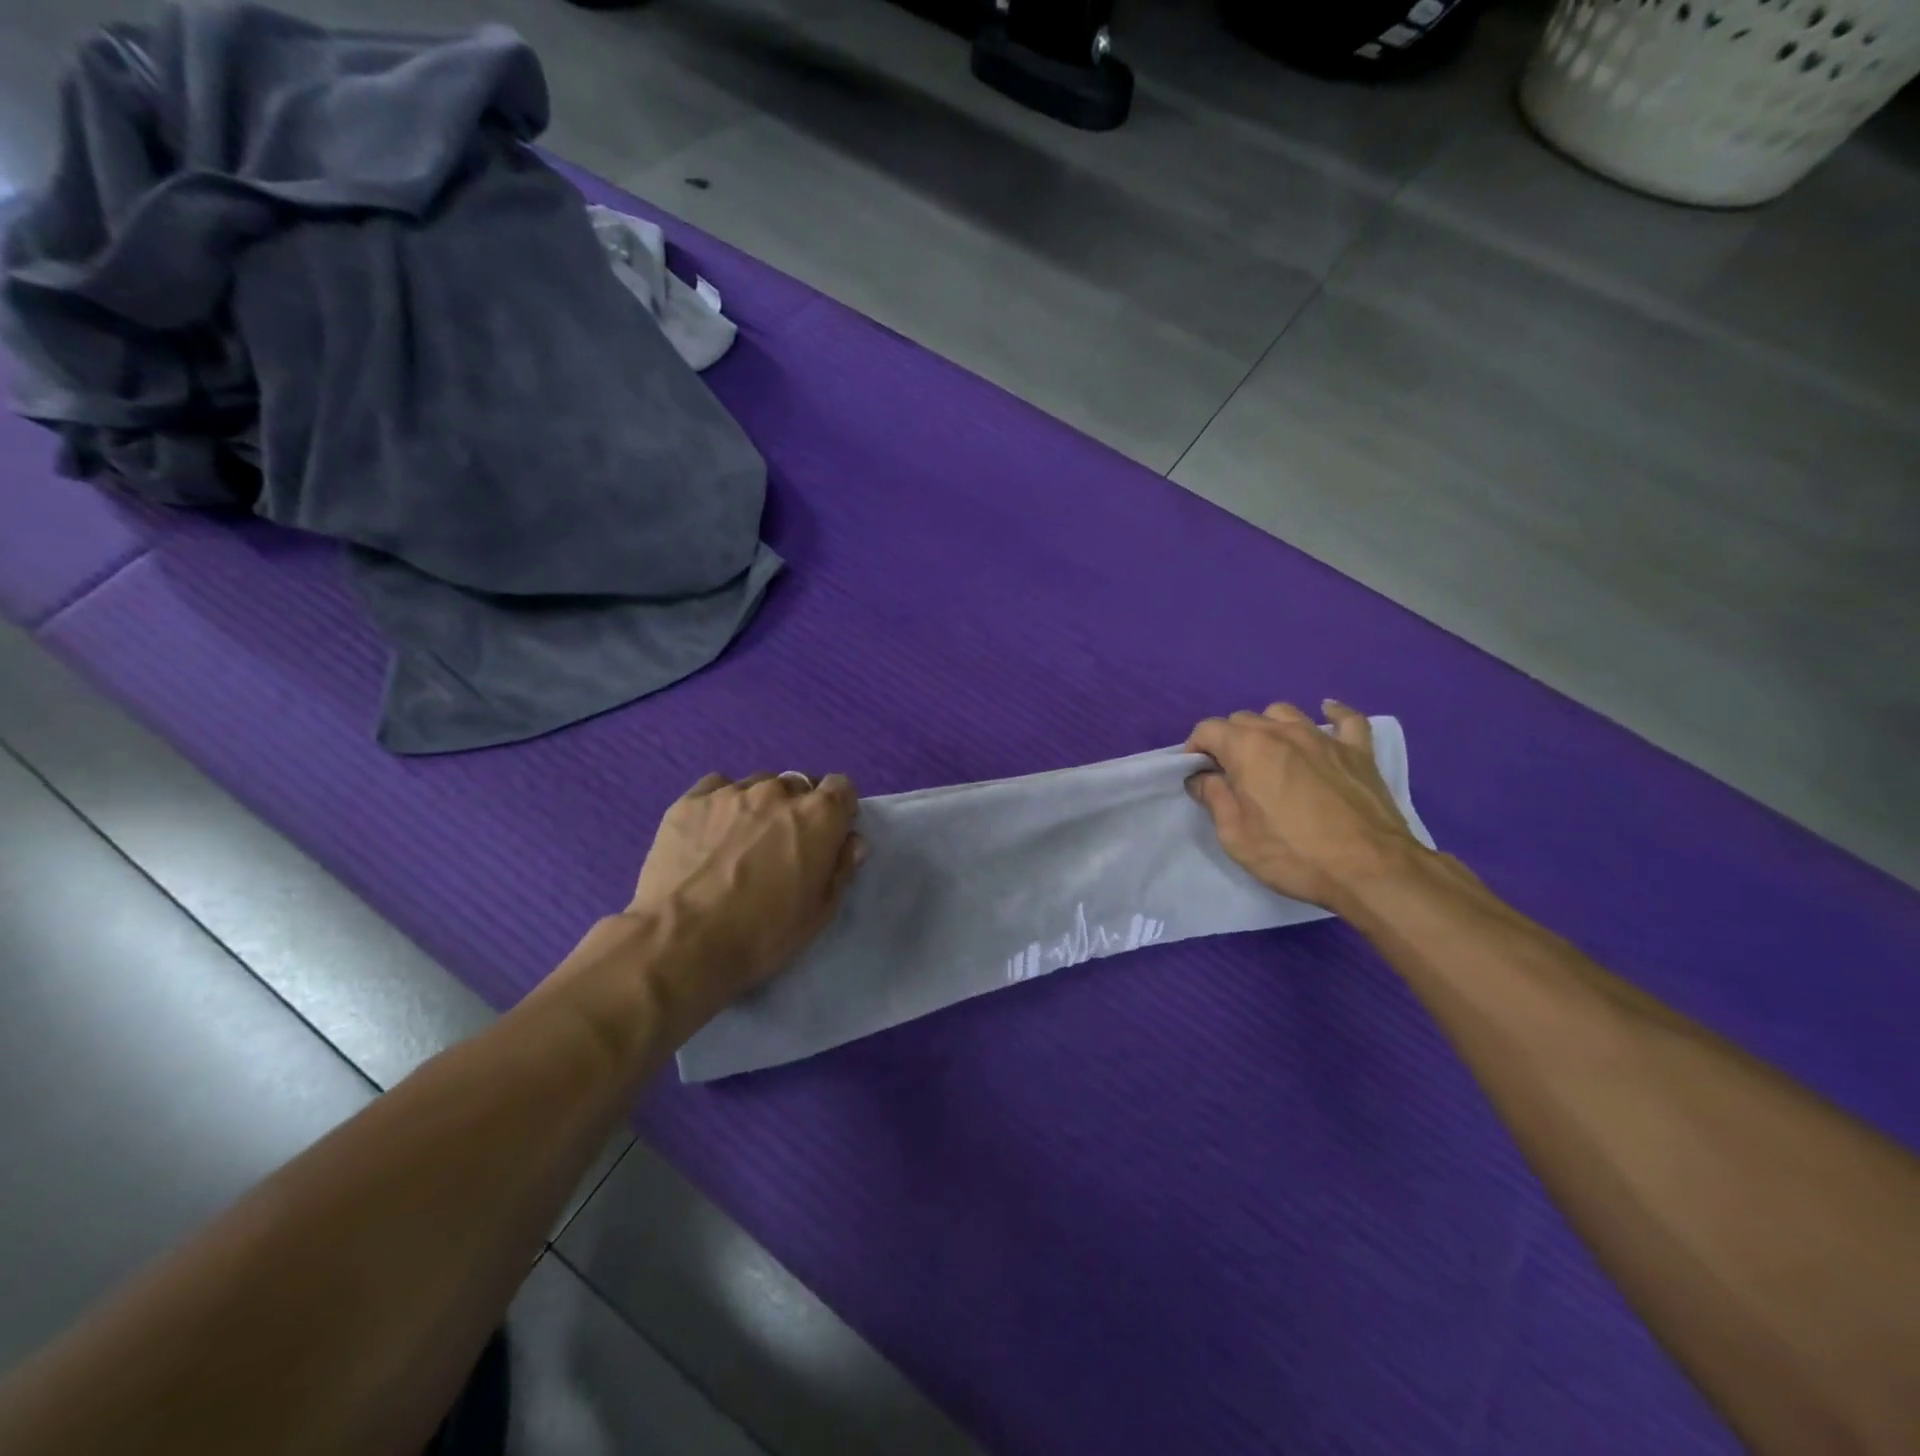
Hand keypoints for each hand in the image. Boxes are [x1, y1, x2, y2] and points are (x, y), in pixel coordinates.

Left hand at [628, 771, 864, 1025]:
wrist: (680, 943)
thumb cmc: (761, 935)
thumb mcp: (818, 913)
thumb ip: (841, 869)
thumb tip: (851, 841)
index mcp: (817, 816)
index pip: (842, 787)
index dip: (838, 809)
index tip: (829, 834)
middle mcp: (777, 792)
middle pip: (798, 786)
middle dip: (797, 809)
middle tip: (782, 845)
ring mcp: (731, 792)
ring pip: (758, 785)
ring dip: (760, 805)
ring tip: (742, 840)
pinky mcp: (690, 801)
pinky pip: (717, 787)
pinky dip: (722, 803)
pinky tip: (711, 832)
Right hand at [1186, 701, 1424, 912]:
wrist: (1370, 870)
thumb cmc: (1293, 854)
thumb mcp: (1235, 835)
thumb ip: (1214, 798)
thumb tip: (1201, 777)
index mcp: (1248, 749)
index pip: (1208, 730)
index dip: (1195, 748)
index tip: (1197, 774)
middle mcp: (1283, 732)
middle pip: (1244, 719)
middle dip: (1229, 740)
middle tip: (1231, 774)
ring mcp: (1324, 738)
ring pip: (1286, 713)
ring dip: (1269, 727)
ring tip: (1270, 754)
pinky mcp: (1358, 752)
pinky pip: (1347, 719)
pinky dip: (1334, 714)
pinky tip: (1327, 715)